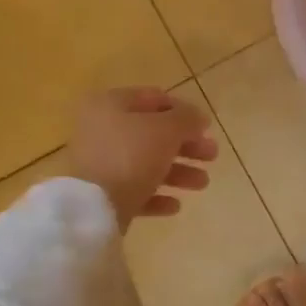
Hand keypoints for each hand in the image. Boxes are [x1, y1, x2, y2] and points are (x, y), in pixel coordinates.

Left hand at [68, 88, 218, 230]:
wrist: (94, 207)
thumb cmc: (131, 156)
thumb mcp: (167, 130)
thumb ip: (187, 119)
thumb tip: (199, 117)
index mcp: (111, 105)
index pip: (153, 98)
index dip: (183, 110)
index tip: (206, 127)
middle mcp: (101, 130)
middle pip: (153, 134)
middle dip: (186, 145)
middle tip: (212, 155)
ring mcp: (100, 164)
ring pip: (147, 163)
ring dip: (178, 172)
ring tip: (202, 183)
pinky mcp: (101, 194)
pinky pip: (135, 190)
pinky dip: (157, 195)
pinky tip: (175, 205)